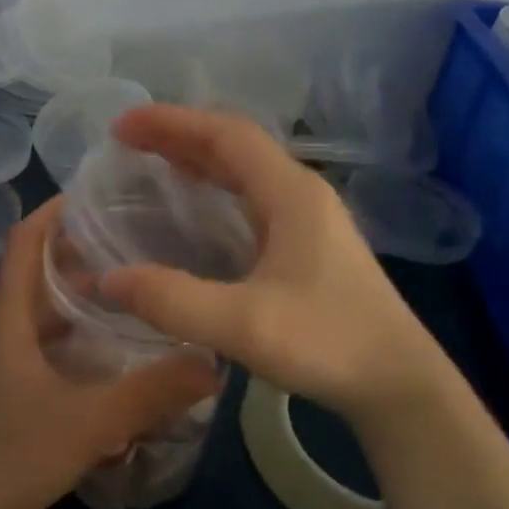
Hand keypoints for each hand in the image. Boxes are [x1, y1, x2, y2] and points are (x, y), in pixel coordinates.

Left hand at [0, 198, 221, 508]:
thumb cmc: (14, 454)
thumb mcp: (93, 421)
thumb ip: (154, 392)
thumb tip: (213, 364)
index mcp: (7, 318)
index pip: (22, 241)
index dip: (52, 211)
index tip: (95, 194)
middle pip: (34, 272)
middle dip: (77, 252)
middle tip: (132, 242)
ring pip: (38, 311)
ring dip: (75, 296)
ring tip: (128, 292)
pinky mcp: (3, 389)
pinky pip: (39, 342)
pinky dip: (70, 334)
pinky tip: (107, 354)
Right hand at [98, 105, 458, 421]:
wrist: (400, 386)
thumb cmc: (329, 345)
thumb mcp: (244, 325)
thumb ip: (173, 301)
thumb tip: (108, 280)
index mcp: (290, 194)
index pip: (225, 135)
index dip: (172, 122)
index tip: (123, 125)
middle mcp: (301, 193)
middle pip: (234, 145)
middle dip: (179, 134)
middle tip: (126, 140)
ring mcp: (309, 218)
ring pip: (245, 169)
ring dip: (197, 157)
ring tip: (151, 160)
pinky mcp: (309, 243)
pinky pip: (251, 195)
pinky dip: (215, 186)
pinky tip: (196, 207)